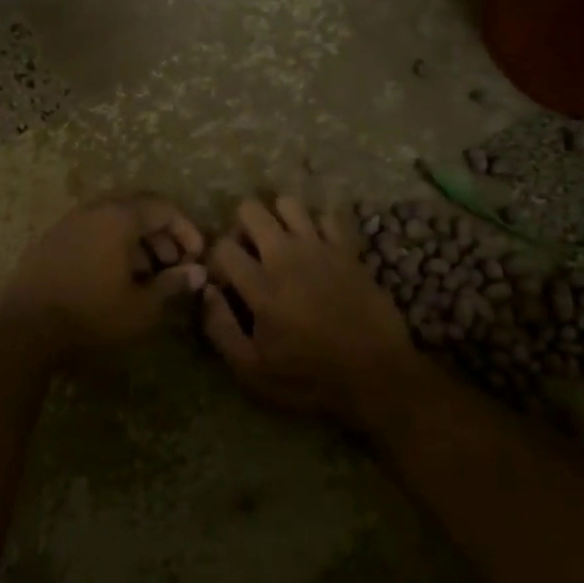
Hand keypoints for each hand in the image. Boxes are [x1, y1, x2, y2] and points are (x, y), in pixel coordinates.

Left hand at [0, 196, 206, 354]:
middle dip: (160, 232)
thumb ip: (172, 285)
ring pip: (110, 220)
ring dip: (135, 240)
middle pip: (135, 208)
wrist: (23, 331)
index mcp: (117, 217)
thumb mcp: (142, 307)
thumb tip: (198, 273)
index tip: (196, 257)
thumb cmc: (92, 316)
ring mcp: (66, 224)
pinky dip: (110, 245)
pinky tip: (113, 277)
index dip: (185, 229)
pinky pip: (89, 232)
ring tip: (147, 274)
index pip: (162, 208)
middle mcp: (91, 211)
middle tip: (173, 262)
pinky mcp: (48, 243)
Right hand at [202, 196, 424, 431]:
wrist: (378, 376)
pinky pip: (326, 216)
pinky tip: (314, 249)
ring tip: (280, 247)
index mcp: (261, 285)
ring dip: (277, 220)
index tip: (227, 283)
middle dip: (241, 228)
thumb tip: (206, 292)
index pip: (222, 246)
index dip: (216, 261)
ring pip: (287, 203)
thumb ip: (220, 328)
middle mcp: (287, 256)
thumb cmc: (310, 379)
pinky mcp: (348, 249)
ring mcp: (321, 247)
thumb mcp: (253, 371)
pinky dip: (315, 226)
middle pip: (250, 210)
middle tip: (250, 256)